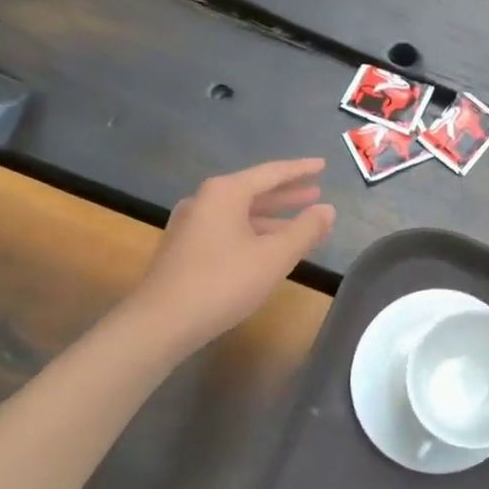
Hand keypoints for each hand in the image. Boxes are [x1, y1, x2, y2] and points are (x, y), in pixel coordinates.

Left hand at [134, 159, 335, 352]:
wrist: (160, 323)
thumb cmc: (223, 282)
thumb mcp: (275, 256)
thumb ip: (305, 230)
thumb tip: (328, 210)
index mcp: (225, 192)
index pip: (271, 173)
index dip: (300, 170)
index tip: (323, 165)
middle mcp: (204, 200)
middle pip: (253, 190)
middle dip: (286, 194)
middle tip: (315, 193)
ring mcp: (190, 224)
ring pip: (240, 213)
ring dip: (271, 217)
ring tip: (299, 223)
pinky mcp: (183, 248)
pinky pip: (227, 229)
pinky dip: (252, 232)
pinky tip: (266, 248)